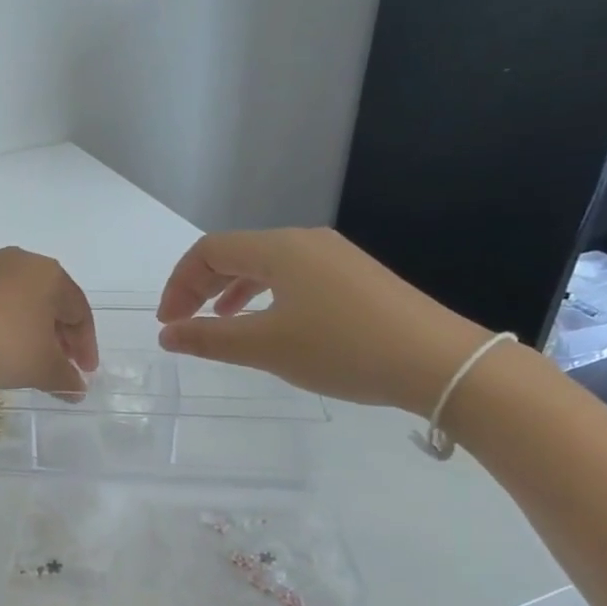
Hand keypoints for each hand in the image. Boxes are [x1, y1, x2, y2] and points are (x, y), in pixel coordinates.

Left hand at [0, 247, 99, 395]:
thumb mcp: (39, 367)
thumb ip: (65, 379)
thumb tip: (77, 389)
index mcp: (48, 274)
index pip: (79, 311)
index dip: (85, 346)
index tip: (83, 374)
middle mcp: (19, 261)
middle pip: (50, 302)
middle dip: (58, 337)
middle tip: (58, 367)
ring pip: (19, 300)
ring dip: (29, 330)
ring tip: (25, 360)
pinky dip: (0, 324)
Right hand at [155, 228, 491, 416]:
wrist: (439, 363)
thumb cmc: (342, 349)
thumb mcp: (266, 347)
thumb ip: (209, 339)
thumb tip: (167, 334)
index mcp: (280, 248)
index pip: (209, 250)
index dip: (179, 284)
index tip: (169, 323)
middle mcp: (305, 242)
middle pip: (236, 252)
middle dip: (201, 286)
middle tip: (184, 324)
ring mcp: (335, 258)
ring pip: (265, 265)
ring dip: (231, 291)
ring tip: (220, 323)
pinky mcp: (355, 279)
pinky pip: (292, 277)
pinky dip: (265, 296)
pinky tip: (269, 324)